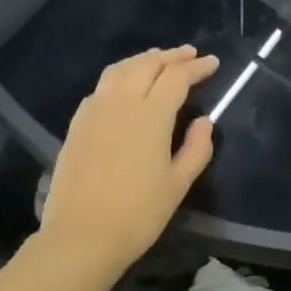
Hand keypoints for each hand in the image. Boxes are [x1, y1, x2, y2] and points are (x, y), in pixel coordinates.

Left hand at [38, 45, 218, 279]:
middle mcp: (120, 103)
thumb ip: (196, 149)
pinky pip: (101, 88)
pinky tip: (124, 86)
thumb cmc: (138, 214)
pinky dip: (119, 76)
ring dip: (143, 60)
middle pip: (147, 65)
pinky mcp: (77, 124)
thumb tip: (204, 122)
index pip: (176, 78)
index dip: (196, 68)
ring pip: (119, 70)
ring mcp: (94, 111)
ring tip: (158, 59)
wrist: (82, 236)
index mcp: (150, 116)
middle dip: (171, 56)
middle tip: (190, 54)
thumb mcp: (178, 185)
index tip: (212, 63)